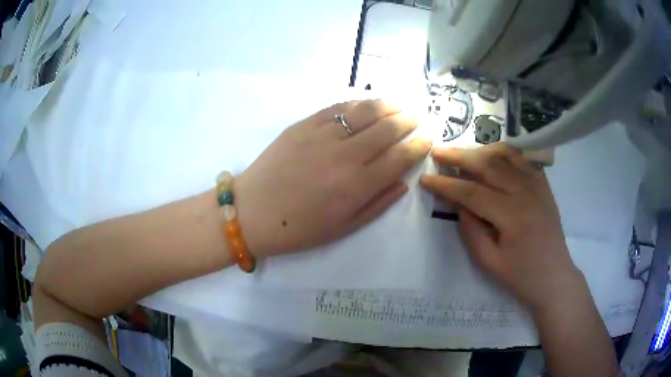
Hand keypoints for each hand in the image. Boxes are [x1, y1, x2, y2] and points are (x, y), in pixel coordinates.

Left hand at [236, 100, 431, 257]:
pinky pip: (338, 108)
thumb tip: (404, 182)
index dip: (419, 146)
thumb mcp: (343, 228)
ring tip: (400, 105)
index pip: (400, 157)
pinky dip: (358, 103)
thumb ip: (377, 204)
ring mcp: (323, 135)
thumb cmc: (299, 228)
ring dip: (389, 105)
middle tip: (418, 118)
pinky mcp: (304, 124)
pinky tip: (367, 104)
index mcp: (357, 186)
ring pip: (366, 111)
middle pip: (388, 128)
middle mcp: (345, 155)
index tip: (428, 139)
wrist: (253, 212)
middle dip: (409, 121)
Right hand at [420, 143, 582, 311]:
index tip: (426, 179)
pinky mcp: (543, 184)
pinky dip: (503, 152)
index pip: (472, 192)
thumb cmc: (521, 275)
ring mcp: (537, 184)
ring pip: (505, 155)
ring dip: (480, 151)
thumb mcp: (489, 262)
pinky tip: (491, 156)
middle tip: (438, 152)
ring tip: (462, 154)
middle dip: (459, 157)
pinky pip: (521, 158)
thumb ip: (470, 230)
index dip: (447, 185)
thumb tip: (457, 203)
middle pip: (488, 165)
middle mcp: (526, 192)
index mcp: (512, 216)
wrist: (554, 276)